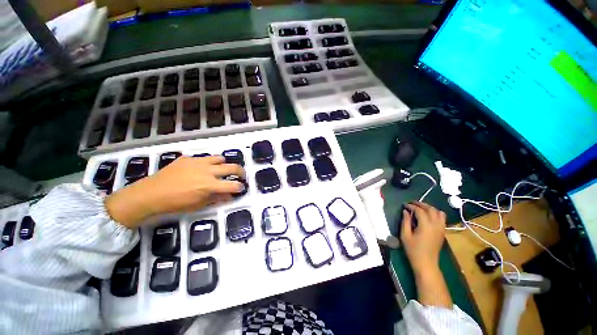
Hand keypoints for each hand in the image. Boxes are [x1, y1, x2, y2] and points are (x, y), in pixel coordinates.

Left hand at [105, 156, 244, 227]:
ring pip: (219, 158)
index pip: (233, 185)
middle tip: (241, 175)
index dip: (240, 187)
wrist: (150, 194)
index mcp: (210, 185)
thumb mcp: (198, 205)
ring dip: (223, 164)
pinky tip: (200, 169)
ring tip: (220, 170)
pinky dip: (207, 163)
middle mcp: (208, 171)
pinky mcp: (188, 159)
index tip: (240, 188)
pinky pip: (203, 158)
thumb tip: (230, 195)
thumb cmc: (175, 204)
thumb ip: (217, 198)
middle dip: (240, 172)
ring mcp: (198, 162)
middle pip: (232, 167)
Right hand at [400, 201, 445, 273]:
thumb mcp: (405, 235)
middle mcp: (435, 225)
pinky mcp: (442, 232)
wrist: (426, 263)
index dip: (411, 206)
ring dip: (429, 208)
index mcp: (426, 225)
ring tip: (420, 208)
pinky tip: (427, 216)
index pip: (419, 211)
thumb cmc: (413, 250)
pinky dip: (435, 213)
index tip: (404, 205)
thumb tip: (405, 211)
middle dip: (421, 204)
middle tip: (411, 203)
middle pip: (430, 209)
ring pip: (438, 212)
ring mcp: (441, 228)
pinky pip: (442, 218)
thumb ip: (405, 221)